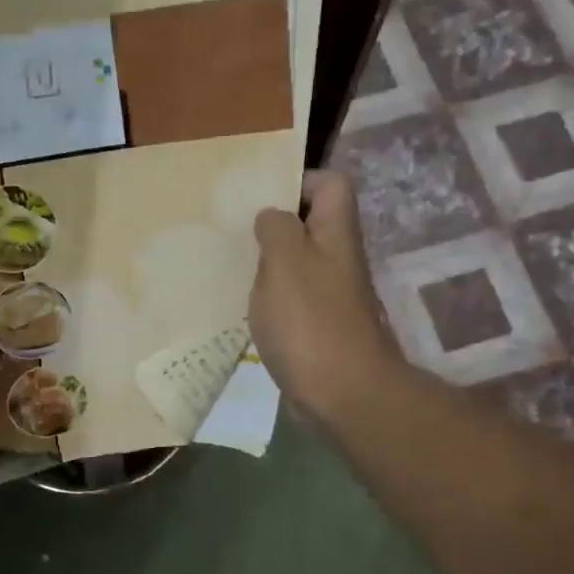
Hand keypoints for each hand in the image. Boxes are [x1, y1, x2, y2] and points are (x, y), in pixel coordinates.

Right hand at [250, 170, 403, 424]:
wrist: (343, 393)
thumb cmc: (311, 321)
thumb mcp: (285, 262)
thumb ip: (276, 229)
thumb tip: (272, 215)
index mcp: (335, 234)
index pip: (330, 184)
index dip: (299, 180)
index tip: (260, 194)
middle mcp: (337, 258)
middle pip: (310, 224)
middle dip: (273, 223)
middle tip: (234, 229)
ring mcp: (329, 294)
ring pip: (297, 262)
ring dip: (267, 262)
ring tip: (230, 263)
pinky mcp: (317, 326)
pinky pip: (291, 298)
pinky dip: (269, 297)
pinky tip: (242, 305)